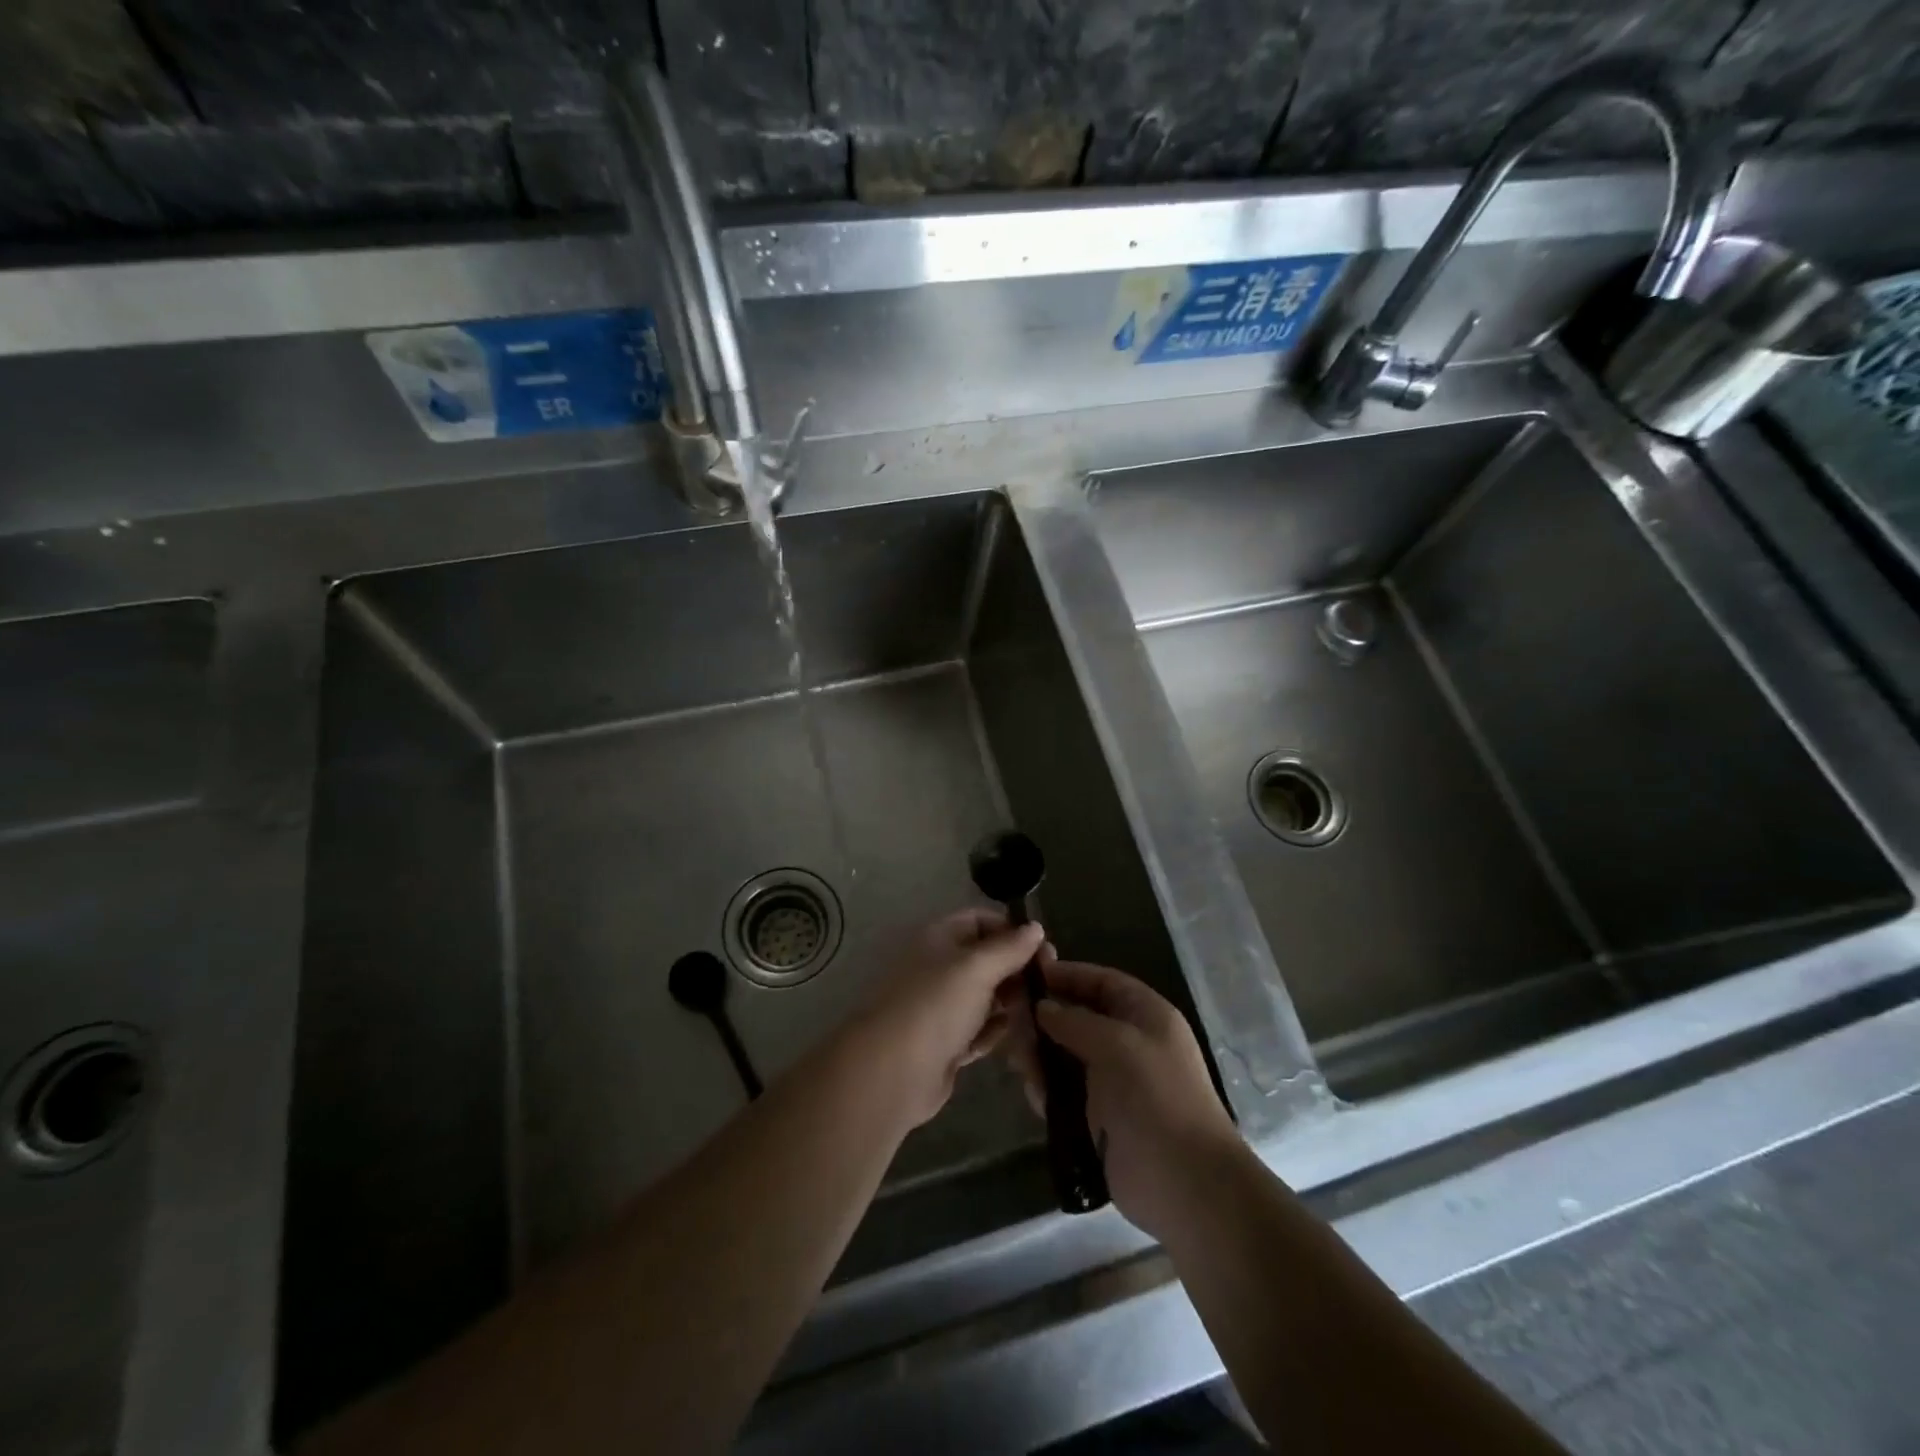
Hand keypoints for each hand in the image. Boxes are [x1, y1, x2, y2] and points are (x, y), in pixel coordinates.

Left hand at [844, 909, 1043, 1128]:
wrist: (893, 1071)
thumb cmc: (936, 1005)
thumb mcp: (977, 967)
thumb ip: (1009, 948)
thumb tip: (1036, 928)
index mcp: (939, 939)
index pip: (980, 920)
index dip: (1011, 930)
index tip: (1044, 948)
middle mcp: (939, 968)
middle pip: (985, 960)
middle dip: (1016, 968)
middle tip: (1051, 983)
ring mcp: (941, 1008)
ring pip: (984, 997)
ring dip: (1011, 1002)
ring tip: (1044, 1010)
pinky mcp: (946, 1044)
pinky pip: (979, 1031)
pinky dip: (997, 1031)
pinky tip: (1023, 1036)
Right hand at [1005, 956, 1238, 1239]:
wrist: (1184, 1182)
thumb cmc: (1155, 1097)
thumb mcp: (1116, 1044)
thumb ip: (1074, 1020)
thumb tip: (1042, 1007)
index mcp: (1146, 1016)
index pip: (1102, 982)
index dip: (1068, 975)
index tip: (1028, 974)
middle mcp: (1129, 1043)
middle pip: (1078, 1018)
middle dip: (1045, 1019)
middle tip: (1011, 1025)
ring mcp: (1113, 1082)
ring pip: (1066, 1056)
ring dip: (1041, 1056)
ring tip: (1018, 1063)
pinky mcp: (1098, 1118)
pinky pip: (1064, 1092)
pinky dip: (1047, 1090)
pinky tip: (1033, 1093)